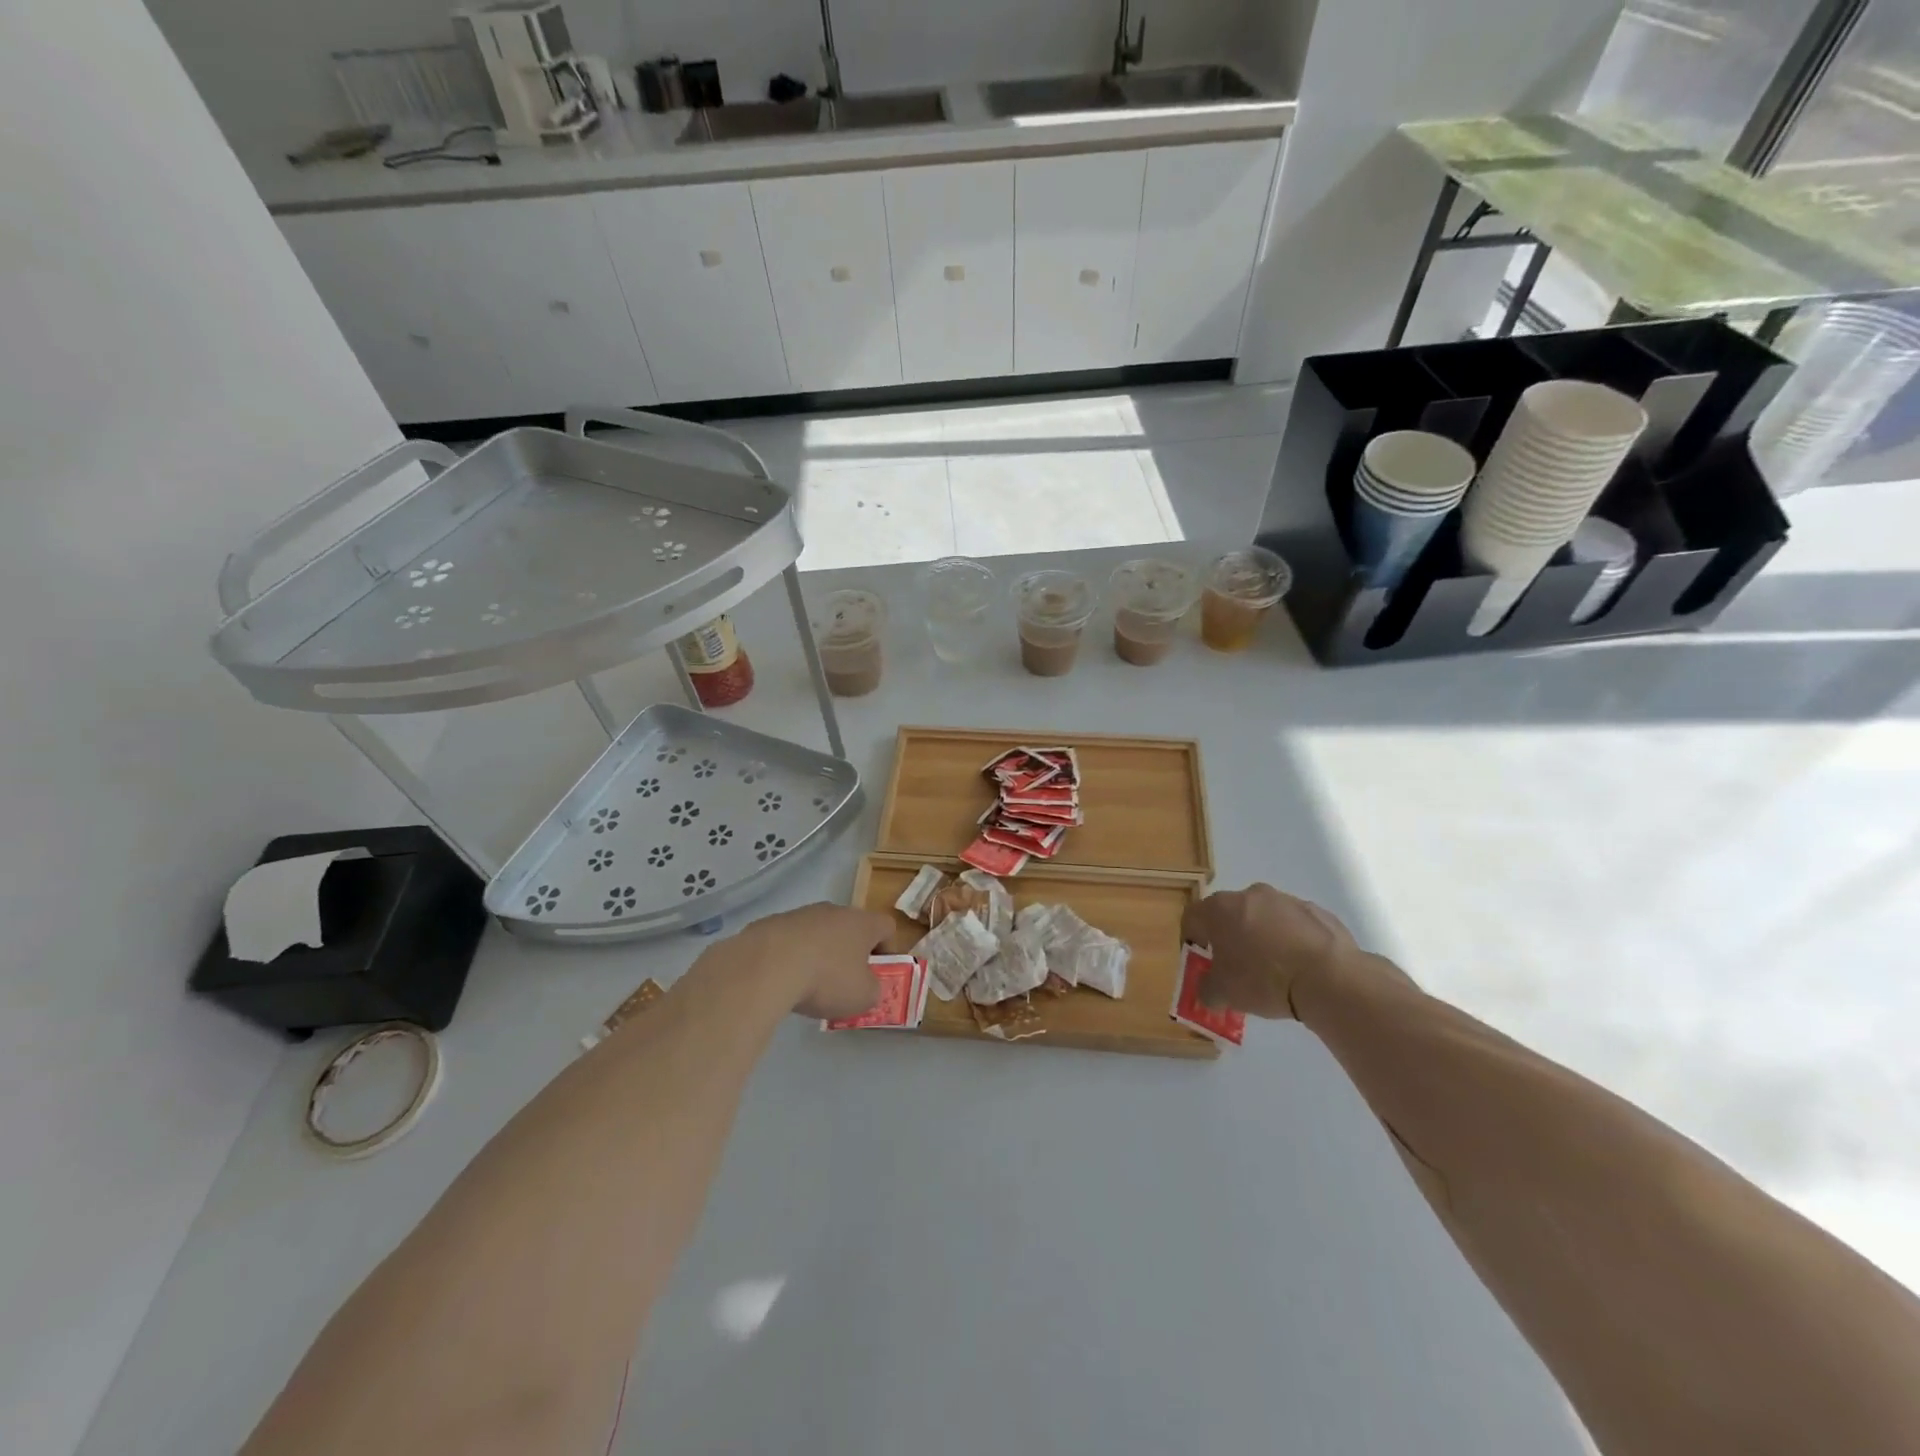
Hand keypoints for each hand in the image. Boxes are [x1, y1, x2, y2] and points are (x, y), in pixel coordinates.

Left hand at [721, 902, 893, 1020]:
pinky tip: (784, 979)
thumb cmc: (827, 979)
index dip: (888, 949)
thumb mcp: (863, 997)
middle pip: (851, 928)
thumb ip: (874, 991)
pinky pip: (792, 940)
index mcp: (863, 923)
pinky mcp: (772, 923)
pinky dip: (792, 956)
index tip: (880, 973)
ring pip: (820, 933)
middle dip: (851, 953)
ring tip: (810, 984)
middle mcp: (835, 911)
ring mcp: (802, 914)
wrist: (767, 965)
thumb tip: (868, 986)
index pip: (887, 927)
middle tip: (845, 982)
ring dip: (820, 953)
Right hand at [1180, 884, 1358, 1019]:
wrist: (1328, 977)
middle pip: (1229, 913)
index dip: (1192, 939)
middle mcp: (1249, 895)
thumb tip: (1207, 991)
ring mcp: (1285, 900)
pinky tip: (1300, 966)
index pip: (1192, 917)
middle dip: (1229, 936)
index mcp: (1220, 909)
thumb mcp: (1224, 994)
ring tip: (1274, 969)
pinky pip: (1294, 924)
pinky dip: (1292, 940)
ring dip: (1262, 936)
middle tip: (1236, 966)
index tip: (1202, 961)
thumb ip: (1206, 990)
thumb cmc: (1264, 979)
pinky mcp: (1316, 910)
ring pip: (1263, 916)